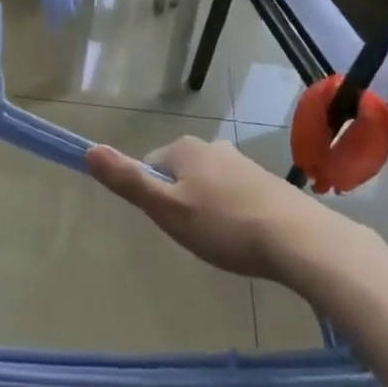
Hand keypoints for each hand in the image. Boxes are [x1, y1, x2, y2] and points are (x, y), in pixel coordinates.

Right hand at [85, 135, 335, 280]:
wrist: (298, 239)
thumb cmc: (224, 225)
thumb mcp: (167, 209)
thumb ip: (128, 181)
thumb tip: (89, 150)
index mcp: (184, 148)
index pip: (150, 165)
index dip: (153, 196)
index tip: (168, 223)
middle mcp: (213, 146)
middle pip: (179, 174)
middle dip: (180, 202)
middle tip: (193, 235)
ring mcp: (242, 162)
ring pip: (208, 184)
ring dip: (207, 208)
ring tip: (219, 240)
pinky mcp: (266, 183)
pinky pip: (234, 195)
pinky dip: (232, 213)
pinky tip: (243, 238)